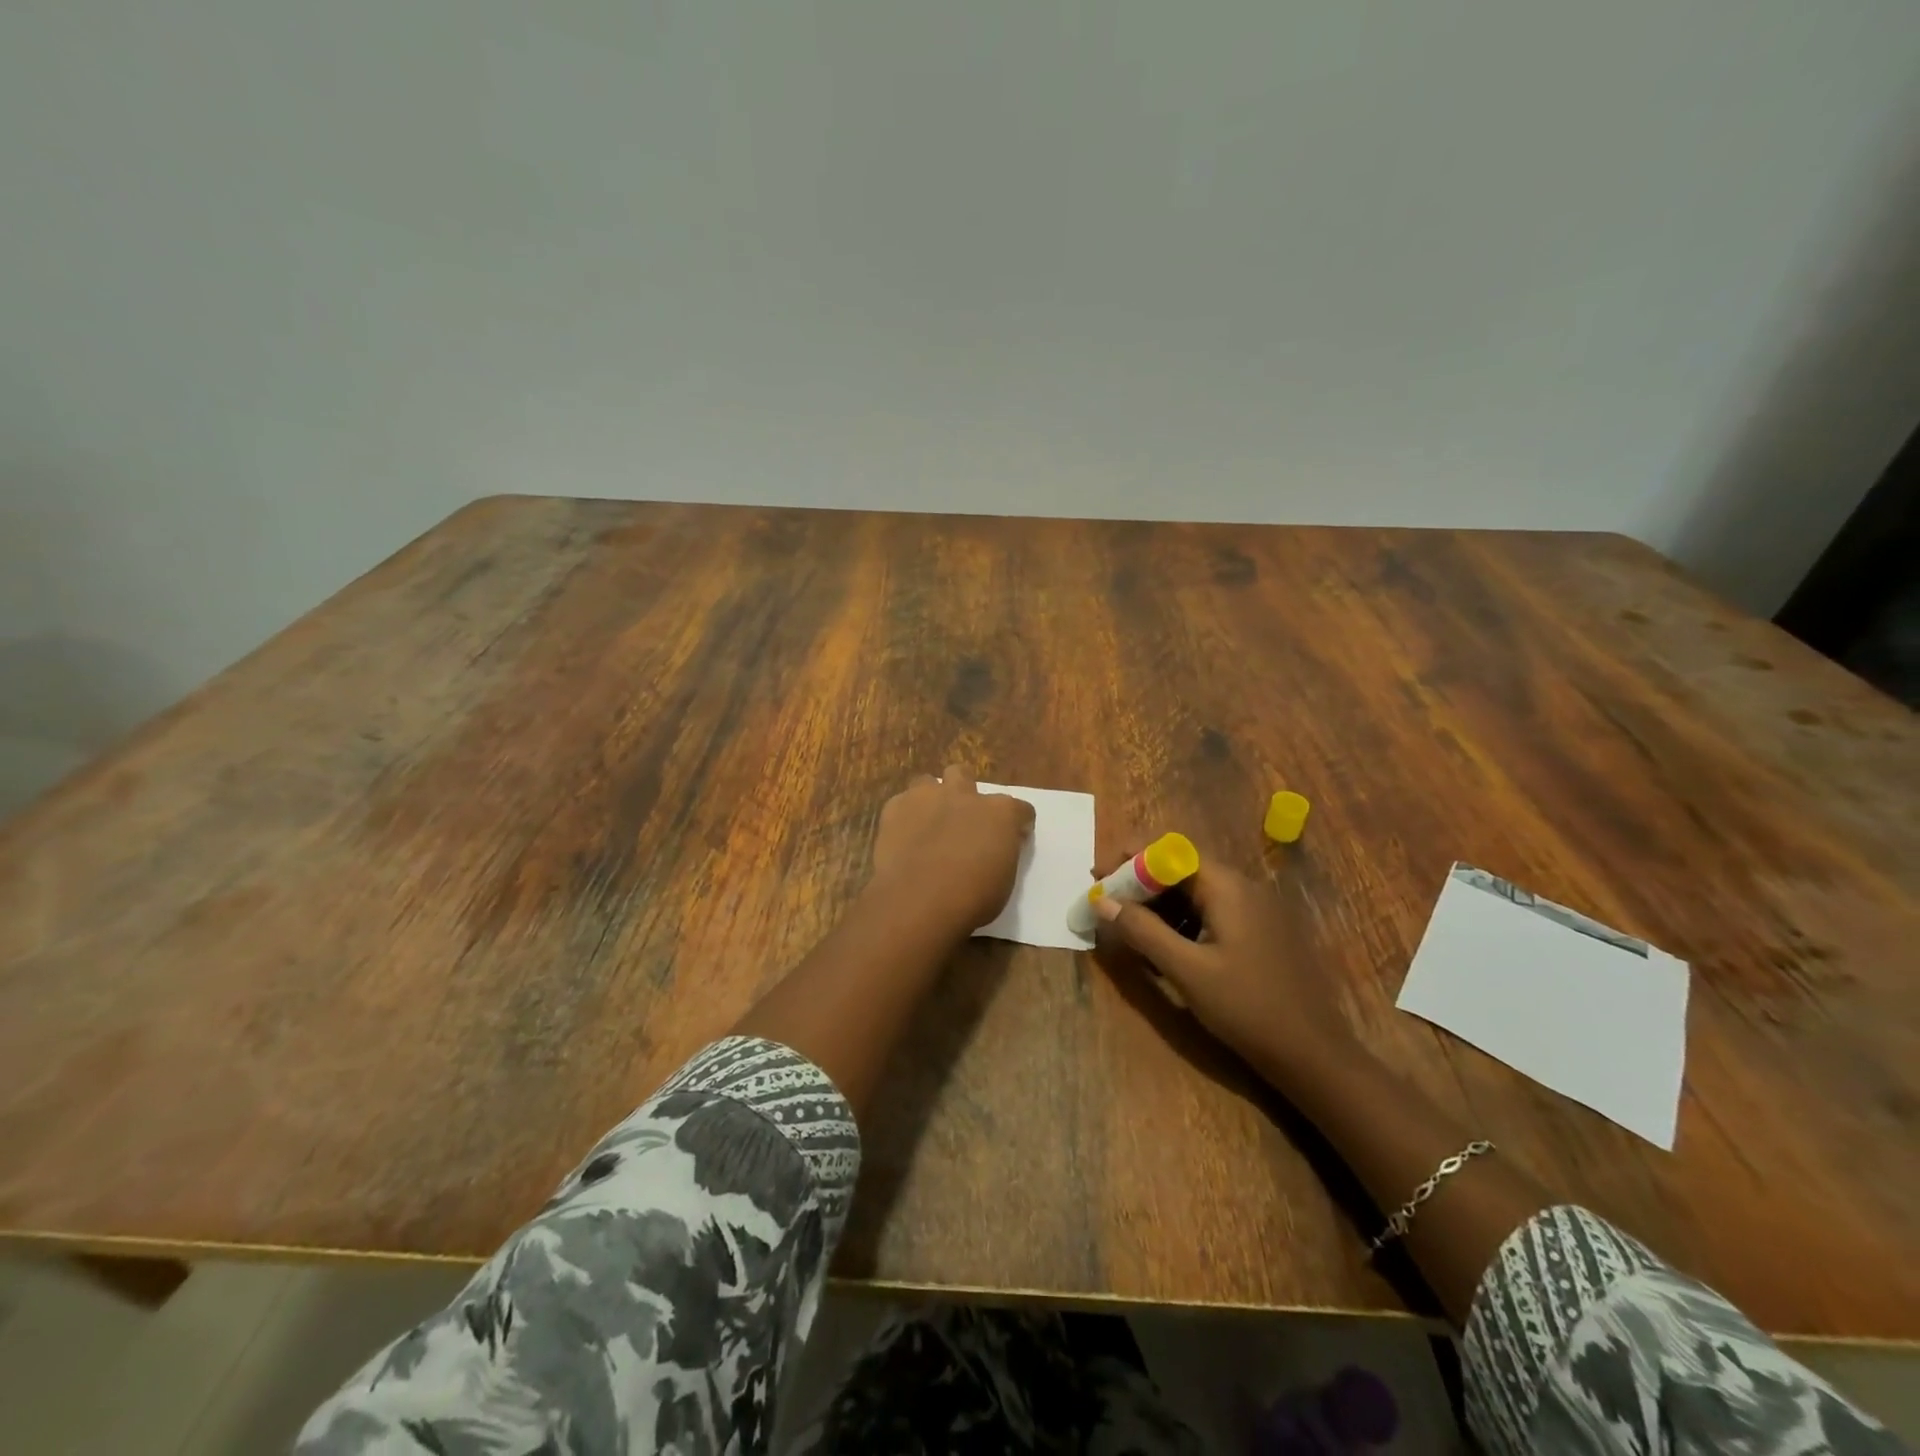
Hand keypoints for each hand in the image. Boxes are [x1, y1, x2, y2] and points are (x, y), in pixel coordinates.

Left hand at [869, 767, 1035, 936]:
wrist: (918, 901)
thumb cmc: (971, 899)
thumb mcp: (1004, 882)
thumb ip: (1002, 854)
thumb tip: (997, 847)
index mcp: (1000, 813)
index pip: (1020, 809)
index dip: (1018, 824)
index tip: (1014, 839)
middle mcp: (965, 795)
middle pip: (964, 776)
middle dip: (963, 793)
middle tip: (961, 820)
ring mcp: (927, 797)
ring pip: (927, 782)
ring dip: (930, 799)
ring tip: (927, 824)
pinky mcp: (895, 807)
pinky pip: (901, 803)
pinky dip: (904, 817)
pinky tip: (903, 838)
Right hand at [1091, 849, 1357, 1087]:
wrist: (1314, 1055)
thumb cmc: (1247, 1007)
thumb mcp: (1186, 970)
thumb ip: (1142, 931)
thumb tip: (1101, 901)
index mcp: (1227, 887)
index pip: (1170, 852)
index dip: (1131, 859)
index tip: (1098, 878)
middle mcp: (1243, 888)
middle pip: (1182, 870)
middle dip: (1140, 884)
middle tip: (1106, 906)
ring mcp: (1255, 912)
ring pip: (1195, 894)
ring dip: (1159, 905)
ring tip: (1127, 929)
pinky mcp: (1259, 935)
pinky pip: (1211, 914)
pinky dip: (1181, 923)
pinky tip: (1163, 949)